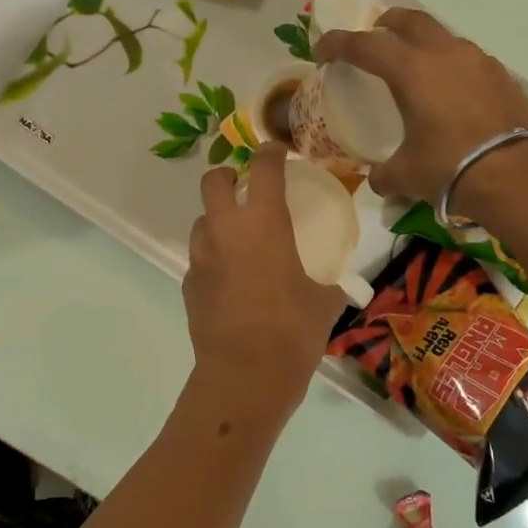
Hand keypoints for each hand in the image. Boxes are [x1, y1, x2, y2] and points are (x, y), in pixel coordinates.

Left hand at [183, 144, 346, 408]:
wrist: (245, 375)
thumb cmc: (293, 331)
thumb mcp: (324, 302)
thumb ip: (330, 283)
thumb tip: (339, 284)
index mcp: (264, 222)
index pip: (262, 167)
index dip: (270, 152)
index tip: (278, 152)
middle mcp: (226, 230)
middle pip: (212, 181)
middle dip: (226, 175)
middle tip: (244, 187)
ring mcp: (202, 257)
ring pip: (201, 221)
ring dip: (217, 221)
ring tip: (238, 240)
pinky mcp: (189, 285)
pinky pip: (200, 259)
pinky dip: (213, 259)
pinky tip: (230, 281)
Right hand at [313, 9, 527, 205]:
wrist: (516, 177)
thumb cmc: (450, 168)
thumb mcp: (406, 175)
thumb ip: (384, 174)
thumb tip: (378, 180)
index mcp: (411, 71)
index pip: (365, 45)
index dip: (337, 44)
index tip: (321, 50)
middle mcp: (444, 55)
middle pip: (409, 21)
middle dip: (385, 24)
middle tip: (374, 36)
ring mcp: (478, 61)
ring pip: (442, 37)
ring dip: (422, 43)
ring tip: (415, 66)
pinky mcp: (502, 77)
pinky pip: (468, 59)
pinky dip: (451, 66)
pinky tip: (451, 91)